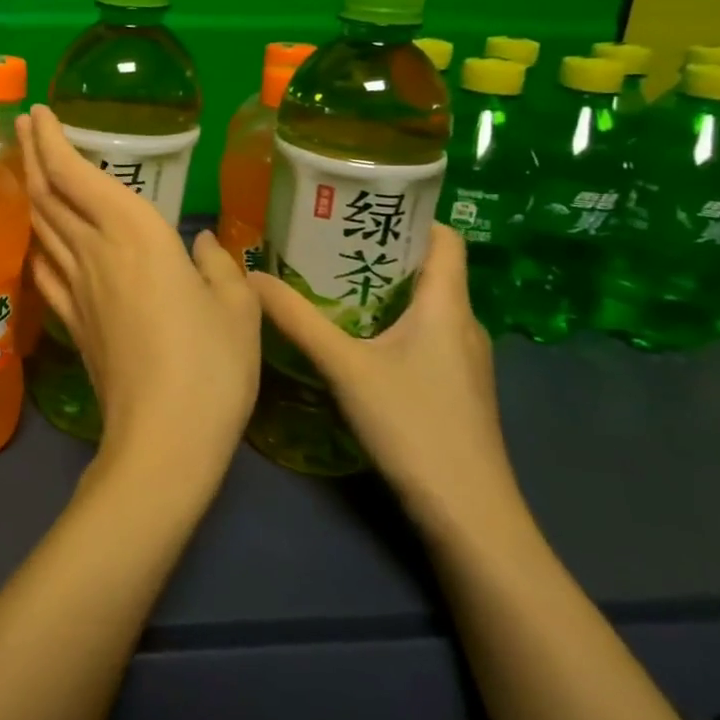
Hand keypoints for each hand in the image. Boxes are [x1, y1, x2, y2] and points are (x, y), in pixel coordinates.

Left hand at [16, 107, 258, 499]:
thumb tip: (200, 246)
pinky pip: (43, 268)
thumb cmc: (211, 366)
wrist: (163, 439)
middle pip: (49, 194)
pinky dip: (37, 242)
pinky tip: (38, 240)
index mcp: (136, 235)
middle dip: (32, 154)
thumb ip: (219, 266)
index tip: (37, 113)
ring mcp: (76, 289)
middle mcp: (95, 252)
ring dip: (31, 191)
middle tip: (21, 126)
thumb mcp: (238, 308)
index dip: (53, 140)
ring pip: (41, 227)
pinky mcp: (71, 322)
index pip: (78, 175)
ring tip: (28, 169)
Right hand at [249, 224, 526, 545]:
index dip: (411, 215)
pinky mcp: (453, 388)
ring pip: (423, 306)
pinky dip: (387, 323)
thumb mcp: (346, 368)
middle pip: (428, 269)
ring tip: (327, 281)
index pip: (445, 237)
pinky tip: (350, 338)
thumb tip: (251, 278)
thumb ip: (298, 320)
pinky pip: (421, 336)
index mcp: (448, 306)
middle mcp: (462, 325)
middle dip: (379, 250)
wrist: (468, 514)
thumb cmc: (414, 426)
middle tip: (325, 240)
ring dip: (380, 289)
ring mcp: (461, 360)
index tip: (361, 205)